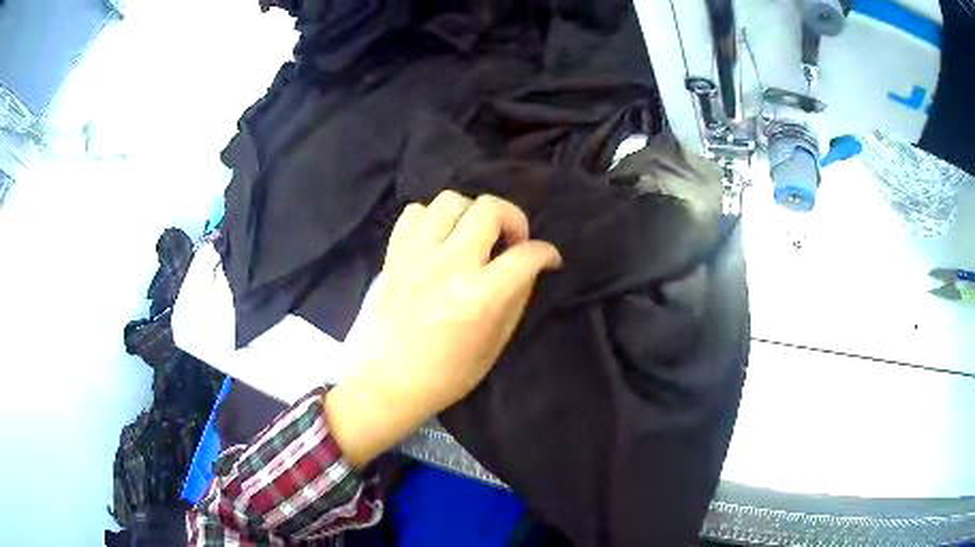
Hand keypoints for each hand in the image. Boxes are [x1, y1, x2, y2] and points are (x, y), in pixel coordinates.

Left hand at [326, 191, 561, 467]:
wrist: (382, 383)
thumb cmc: (443, 377)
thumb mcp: (492, 348)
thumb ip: (514, 301)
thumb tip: (527, 269)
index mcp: (479, 297)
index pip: (526, 255)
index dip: (547, 253)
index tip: (549, 260)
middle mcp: (449, 265)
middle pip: (489, 209)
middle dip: (513, 219)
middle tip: (511, 243)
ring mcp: (417, 256)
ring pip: (450, 200)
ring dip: (471, 214)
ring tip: (472, 238)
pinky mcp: (393, 256)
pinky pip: (414, 213)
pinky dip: (432, 219)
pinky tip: (438, 241)